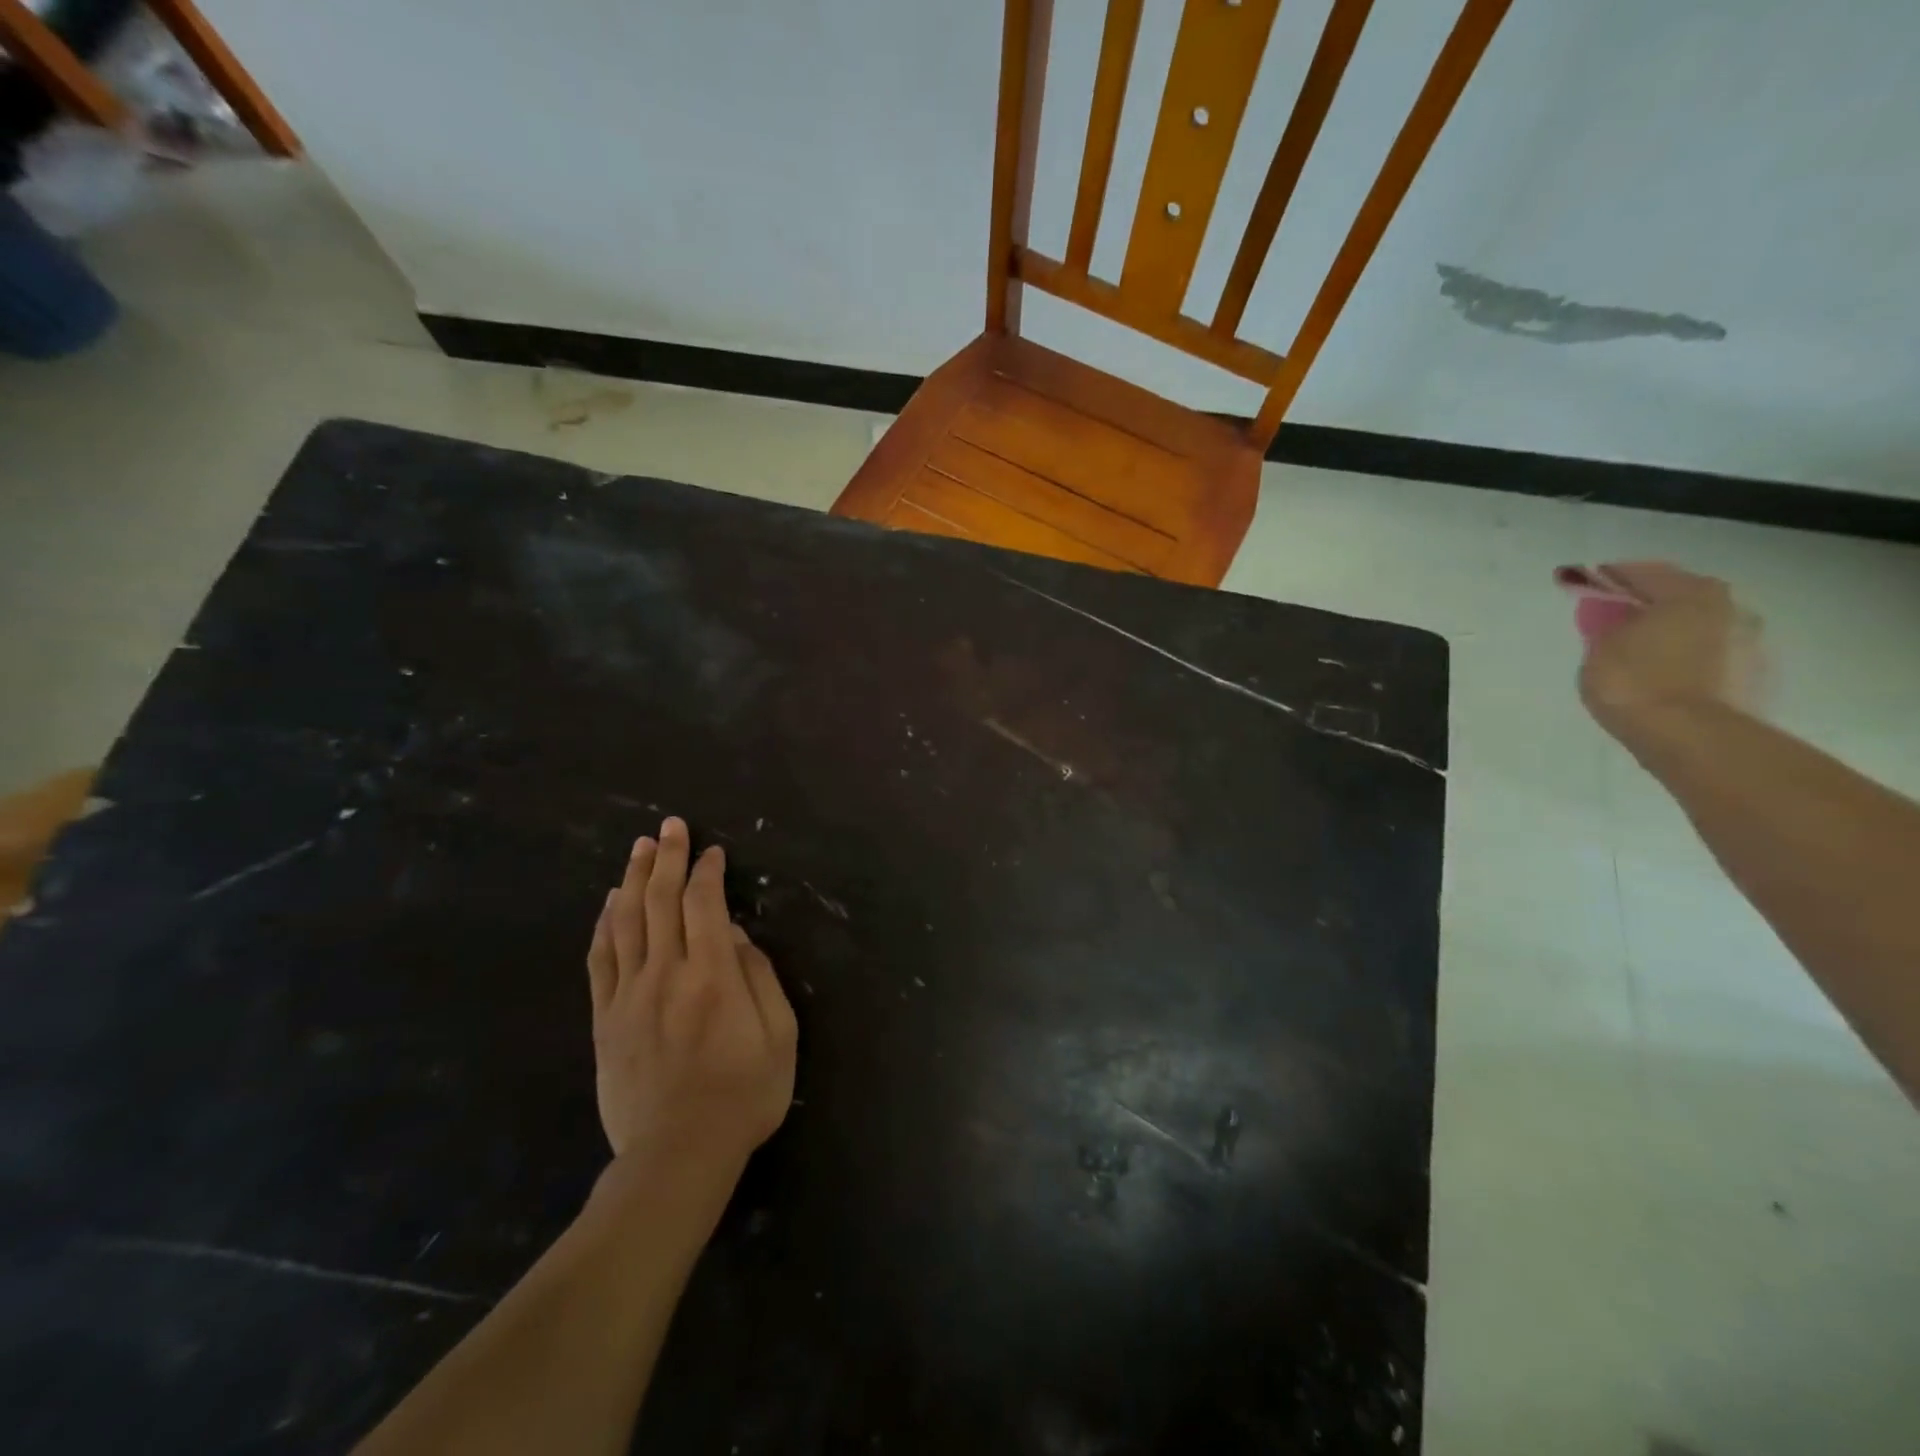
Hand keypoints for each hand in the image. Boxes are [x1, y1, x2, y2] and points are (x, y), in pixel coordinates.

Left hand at [586, 817, 797, 1188]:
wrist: (677, 1156)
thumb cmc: (743, 1095)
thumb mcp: (779, 1036)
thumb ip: (759, 976)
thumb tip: (733, 935)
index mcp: (712, 975)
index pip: (705, 904)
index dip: (708, 871)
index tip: (713, 852)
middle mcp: (666, 973)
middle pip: (662, 901)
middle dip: (668, 857)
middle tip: (670, 826)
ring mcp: (629, 995)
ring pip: (626, 922)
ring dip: (634, 879)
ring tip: (639, 848)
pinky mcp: (605, 1019)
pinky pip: (600, 960)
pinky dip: (604, 924)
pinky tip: (610, 903)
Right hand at [1574, 561, 1763, 742]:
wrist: (1692, 738)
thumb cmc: (1636, 682)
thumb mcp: (1601, 647)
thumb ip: (1609, 625)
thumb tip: (1617, 618)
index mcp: (1693, 593)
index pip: (1643, 573)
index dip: (1609, 577)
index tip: (1586, 582)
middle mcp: (1733, 608)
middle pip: (1680, 598)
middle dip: (1647, 605)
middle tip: (1613, 618)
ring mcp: (1751, 644)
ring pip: (1699, 629)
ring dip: (1671, 634)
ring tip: (1638, 651)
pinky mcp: (1755, 678)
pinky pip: (1710, 658)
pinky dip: (1686, 660)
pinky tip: (1663, 675)